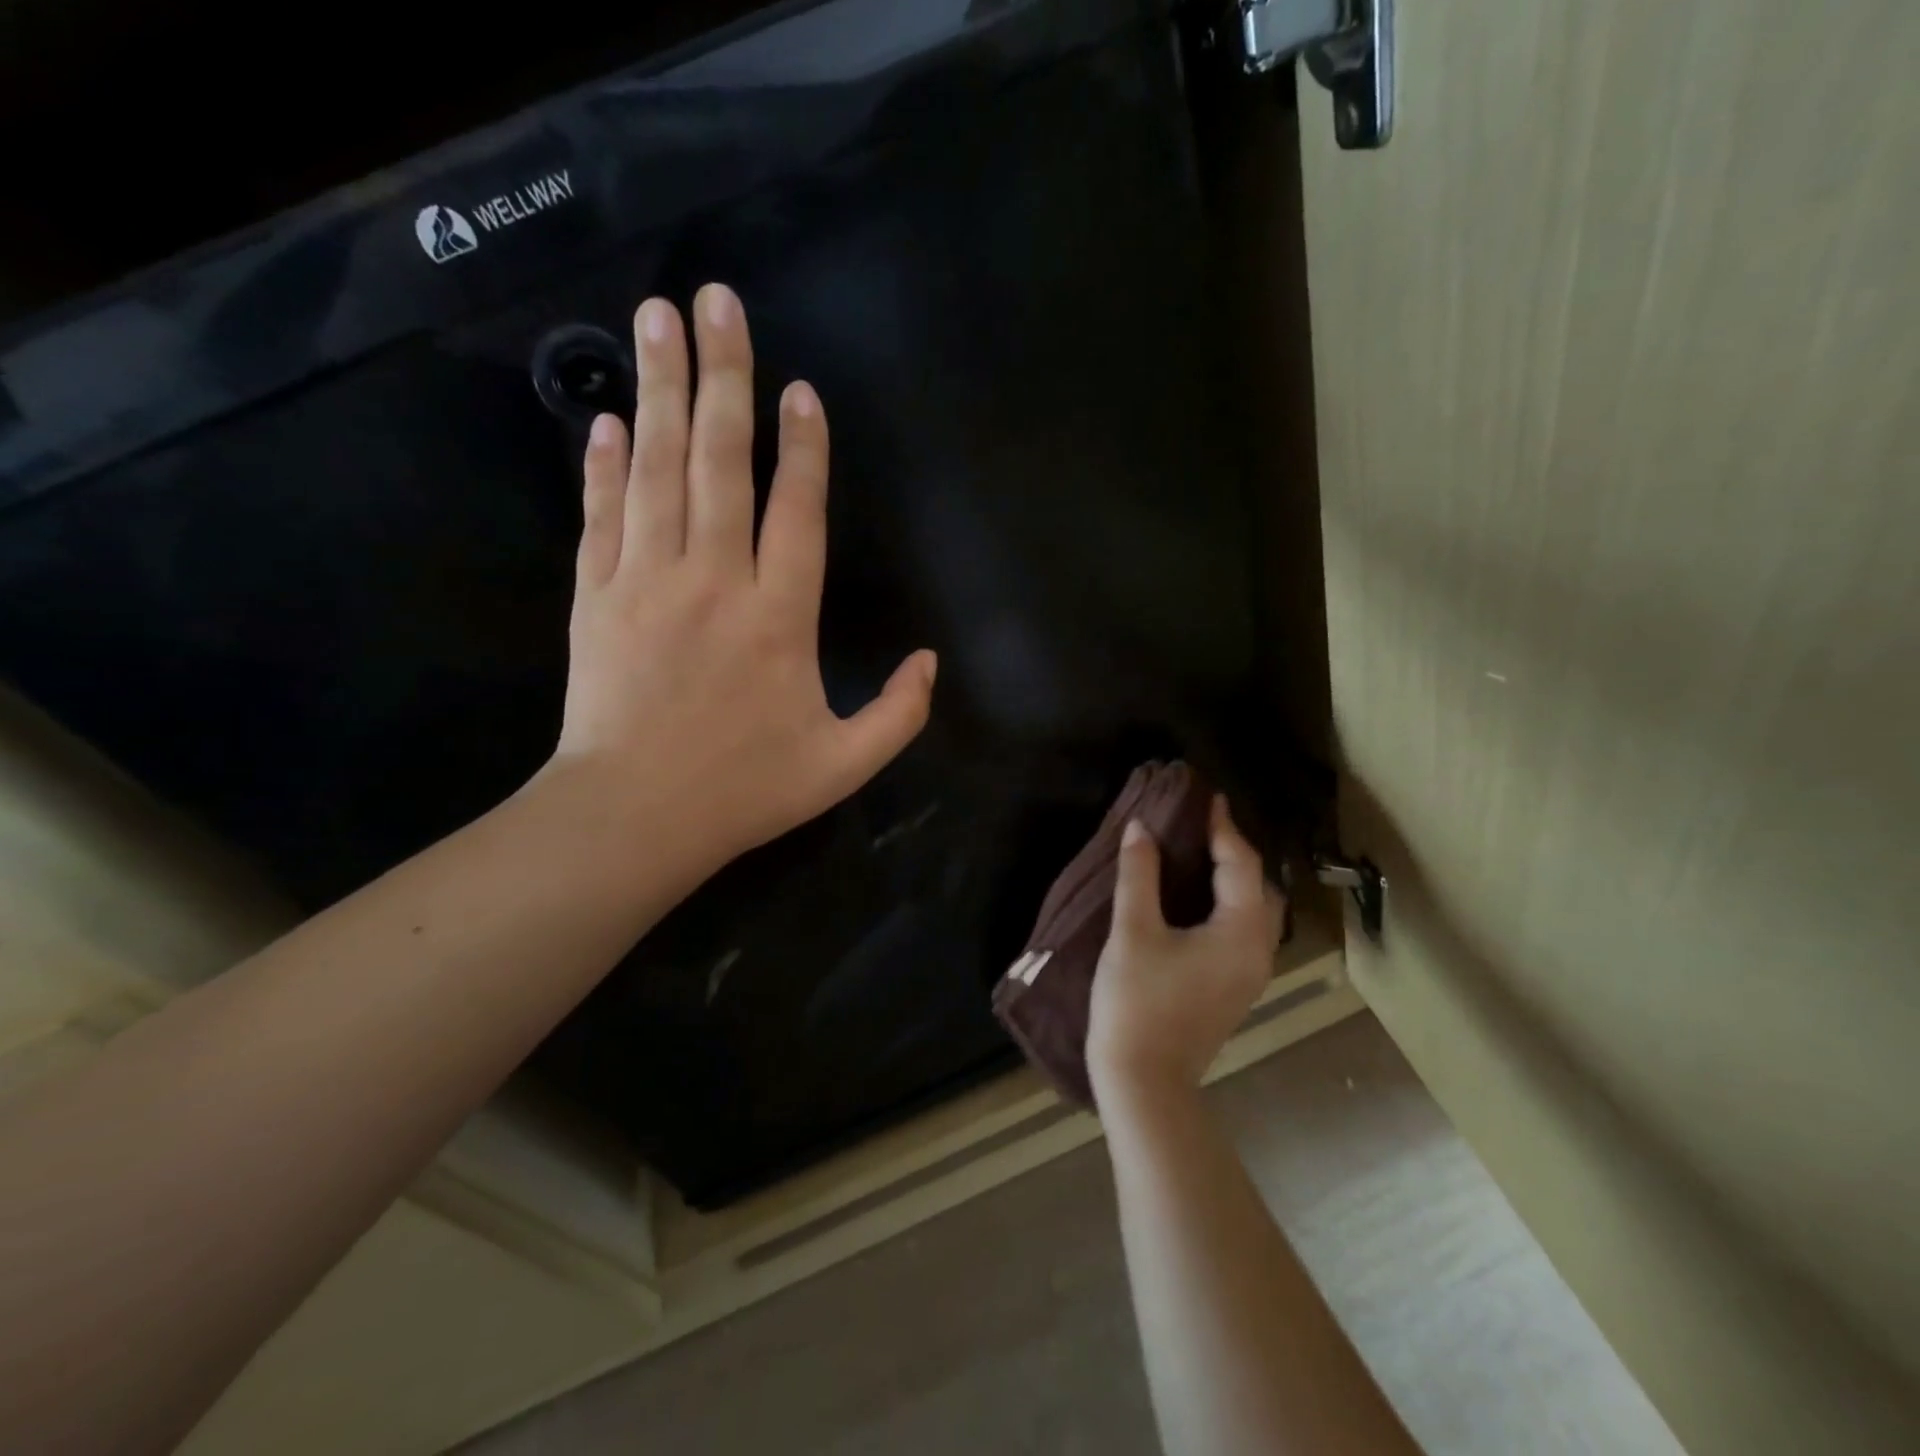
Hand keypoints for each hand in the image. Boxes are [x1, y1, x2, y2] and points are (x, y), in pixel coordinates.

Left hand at [548, 284, 936, 862]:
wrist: (634, 817)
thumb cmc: (745, 790)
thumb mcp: (844, 765)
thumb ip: (900, 714)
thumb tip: (929, 660)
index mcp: (779, 618)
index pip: (795, 511)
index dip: (801, 447)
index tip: (800, 389)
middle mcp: (714, 581)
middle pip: (719, 462)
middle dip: (723, 376)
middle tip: (716, 301)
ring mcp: (647, 582)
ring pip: (656, 470)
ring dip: (660, 391)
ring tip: (657, 320)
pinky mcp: (596, 597)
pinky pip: (601, 515)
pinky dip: (603, 464)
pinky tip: (608, 419)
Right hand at [1087, 797, 1285, 1101]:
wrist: (1144, 1081)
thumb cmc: (1137, 1001)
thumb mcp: (1132, 931)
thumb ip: (1139, 874)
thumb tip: (1140, 827)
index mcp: (1240, 933)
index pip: (1241, 865)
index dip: (1224, 828)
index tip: (1209, 797)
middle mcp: (1257, 951)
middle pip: (1258, 888)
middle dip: (1235, 852)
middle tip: (1202, 826)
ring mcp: (1249, 974)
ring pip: (1253, 912)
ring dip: (1234, 879)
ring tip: (1200, 854)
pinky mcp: (1233, 988)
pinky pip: (1242, 930)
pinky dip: (1227, 904)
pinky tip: (1197, 898)